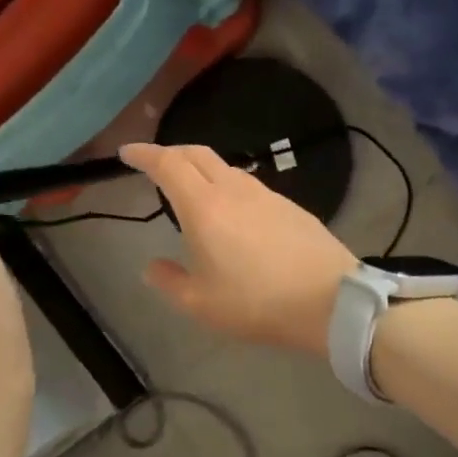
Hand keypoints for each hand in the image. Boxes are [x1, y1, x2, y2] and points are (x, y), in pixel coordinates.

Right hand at [121, 142, 357, 356]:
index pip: (167, 165)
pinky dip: (227, 186)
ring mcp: (266, 195)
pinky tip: (232, 212)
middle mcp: (233, 190)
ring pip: (225, 167)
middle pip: (196, 154)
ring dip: (201, 169)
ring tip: (192, 189)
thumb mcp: (201, 304)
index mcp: (204, 207)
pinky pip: (249, 185)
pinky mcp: (290, 206)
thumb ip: (170, 281)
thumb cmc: (256, 304)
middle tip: (154, 164)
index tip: (127, 152)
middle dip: (170, 152)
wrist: (330, 301)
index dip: (144, 154)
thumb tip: (151, 267)